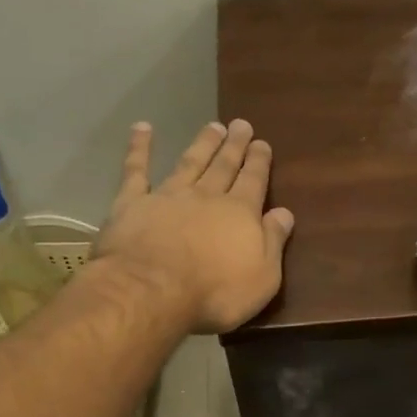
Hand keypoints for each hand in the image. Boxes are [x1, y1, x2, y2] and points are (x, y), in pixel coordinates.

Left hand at [95, 120, 294, 332]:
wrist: (152, 291)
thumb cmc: (215, 292)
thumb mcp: (263, 276)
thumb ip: (274, 241)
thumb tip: (284, 212)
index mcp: (240, 213)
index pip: (254, 181)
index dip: (259, 162)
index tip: (262, 144)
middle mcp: (207, 196)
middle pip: (224, 166)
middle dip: (234, 146)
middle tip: (241, 124)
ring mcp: (168, 196)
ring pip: (190, 162)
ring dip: (202, 143)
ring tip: (212, 126)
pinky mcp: (132, 203)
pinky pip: (136, 170)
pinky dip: (139, 148)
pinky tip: (142, 128)